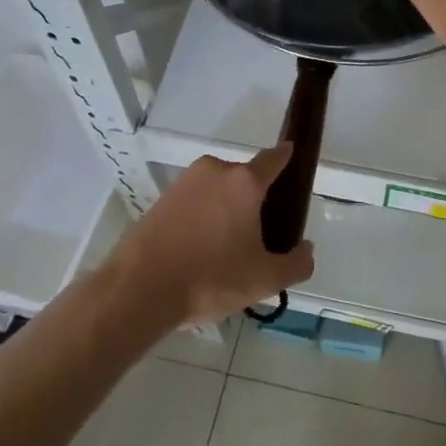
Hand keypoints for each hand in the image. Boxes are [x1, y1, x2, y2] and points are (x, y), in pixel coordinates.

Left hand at [111, 146, 314, 326]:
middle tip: (260, 236)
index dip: (287, 157)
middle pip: (245, 179)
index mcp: (245, 182)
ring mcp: (184, 183)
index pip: (274, 158)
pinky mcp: (161, 199)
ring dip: (226, 211)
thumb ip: (296, 264)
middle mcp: (215, 171)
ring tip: (227, 251)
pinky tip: (200, 252)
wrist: (139, 289)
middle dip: (255, 200)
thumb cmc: (210, 277)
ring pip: (217, 191)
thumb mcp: (264, 279)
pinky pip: (194, 203)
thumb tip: (306, 250)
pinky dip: (202, 219)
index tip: (294, 157)